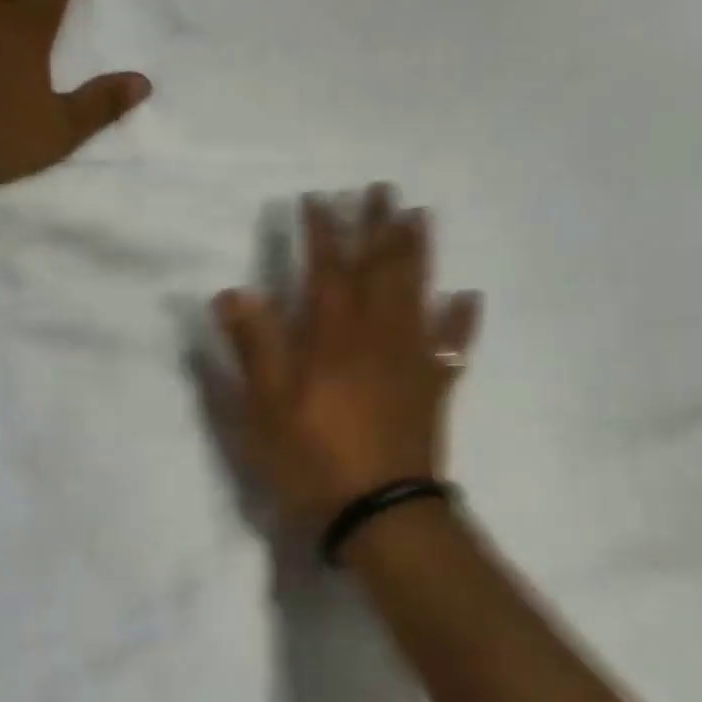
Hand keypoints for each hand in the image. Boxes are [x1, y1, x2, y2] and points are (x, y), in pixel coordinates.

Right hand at [214, 186, 479, 536]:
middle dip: (378, 227)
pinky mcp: (433, 386)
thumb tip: (234, 292)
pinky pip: (453, 345)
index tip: (318, 198)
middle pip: (380, 269)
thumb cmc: (312, 458)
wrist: (379, 511)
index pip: (326, 269)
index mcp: (332, 337)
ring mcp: (411, 359)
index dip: (322, 231)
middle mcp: (376, 335)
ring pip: (418, 293)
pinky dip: (461, 319)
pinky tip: (468, 296)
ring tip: (421, 217)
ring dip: (419, 253)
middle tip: (382, 190)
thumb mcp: (264, 406)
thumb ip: (252, 346)